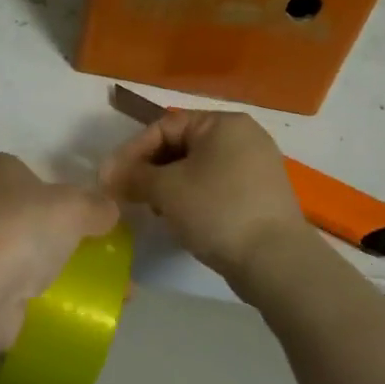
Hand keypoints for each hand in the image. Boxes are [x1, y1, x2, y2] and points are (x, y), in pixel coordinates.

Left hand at [0, 153, 118, 349]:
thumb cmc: (23, 228)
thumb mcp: (75, 207)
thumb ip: (97, 206)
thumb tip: (110, 211)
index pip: (33, 174)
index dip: (63, 192)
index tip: (91, 215)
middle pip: (31, 216)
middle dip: (64, 235)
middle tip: (101, 253)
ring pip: (27, 254)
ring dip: (58, 269)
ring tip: (102, 288)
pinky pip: (21, 287)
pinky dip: (46, 297)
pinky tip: (77, 309)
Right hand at [101, 110, 306, 284]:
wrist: (275, 261)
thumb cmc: (217, 210)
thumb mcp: (166, 189)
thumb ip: (133, 176)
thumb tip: (108, 175)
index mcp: (223, 122)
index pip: (164, 126)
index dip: (132, 151)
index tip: (110, 177)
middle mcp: (243, 136)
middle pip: (181, 145)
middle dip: (150, 169)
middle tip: (126, 193)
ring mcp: (256, 166)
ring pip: (198, 167)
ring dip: (168, 185)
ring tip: (150, 208)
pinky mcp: (261, 195)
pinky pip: (216, 186)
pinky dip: (193, 196)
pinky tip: (179, 218)